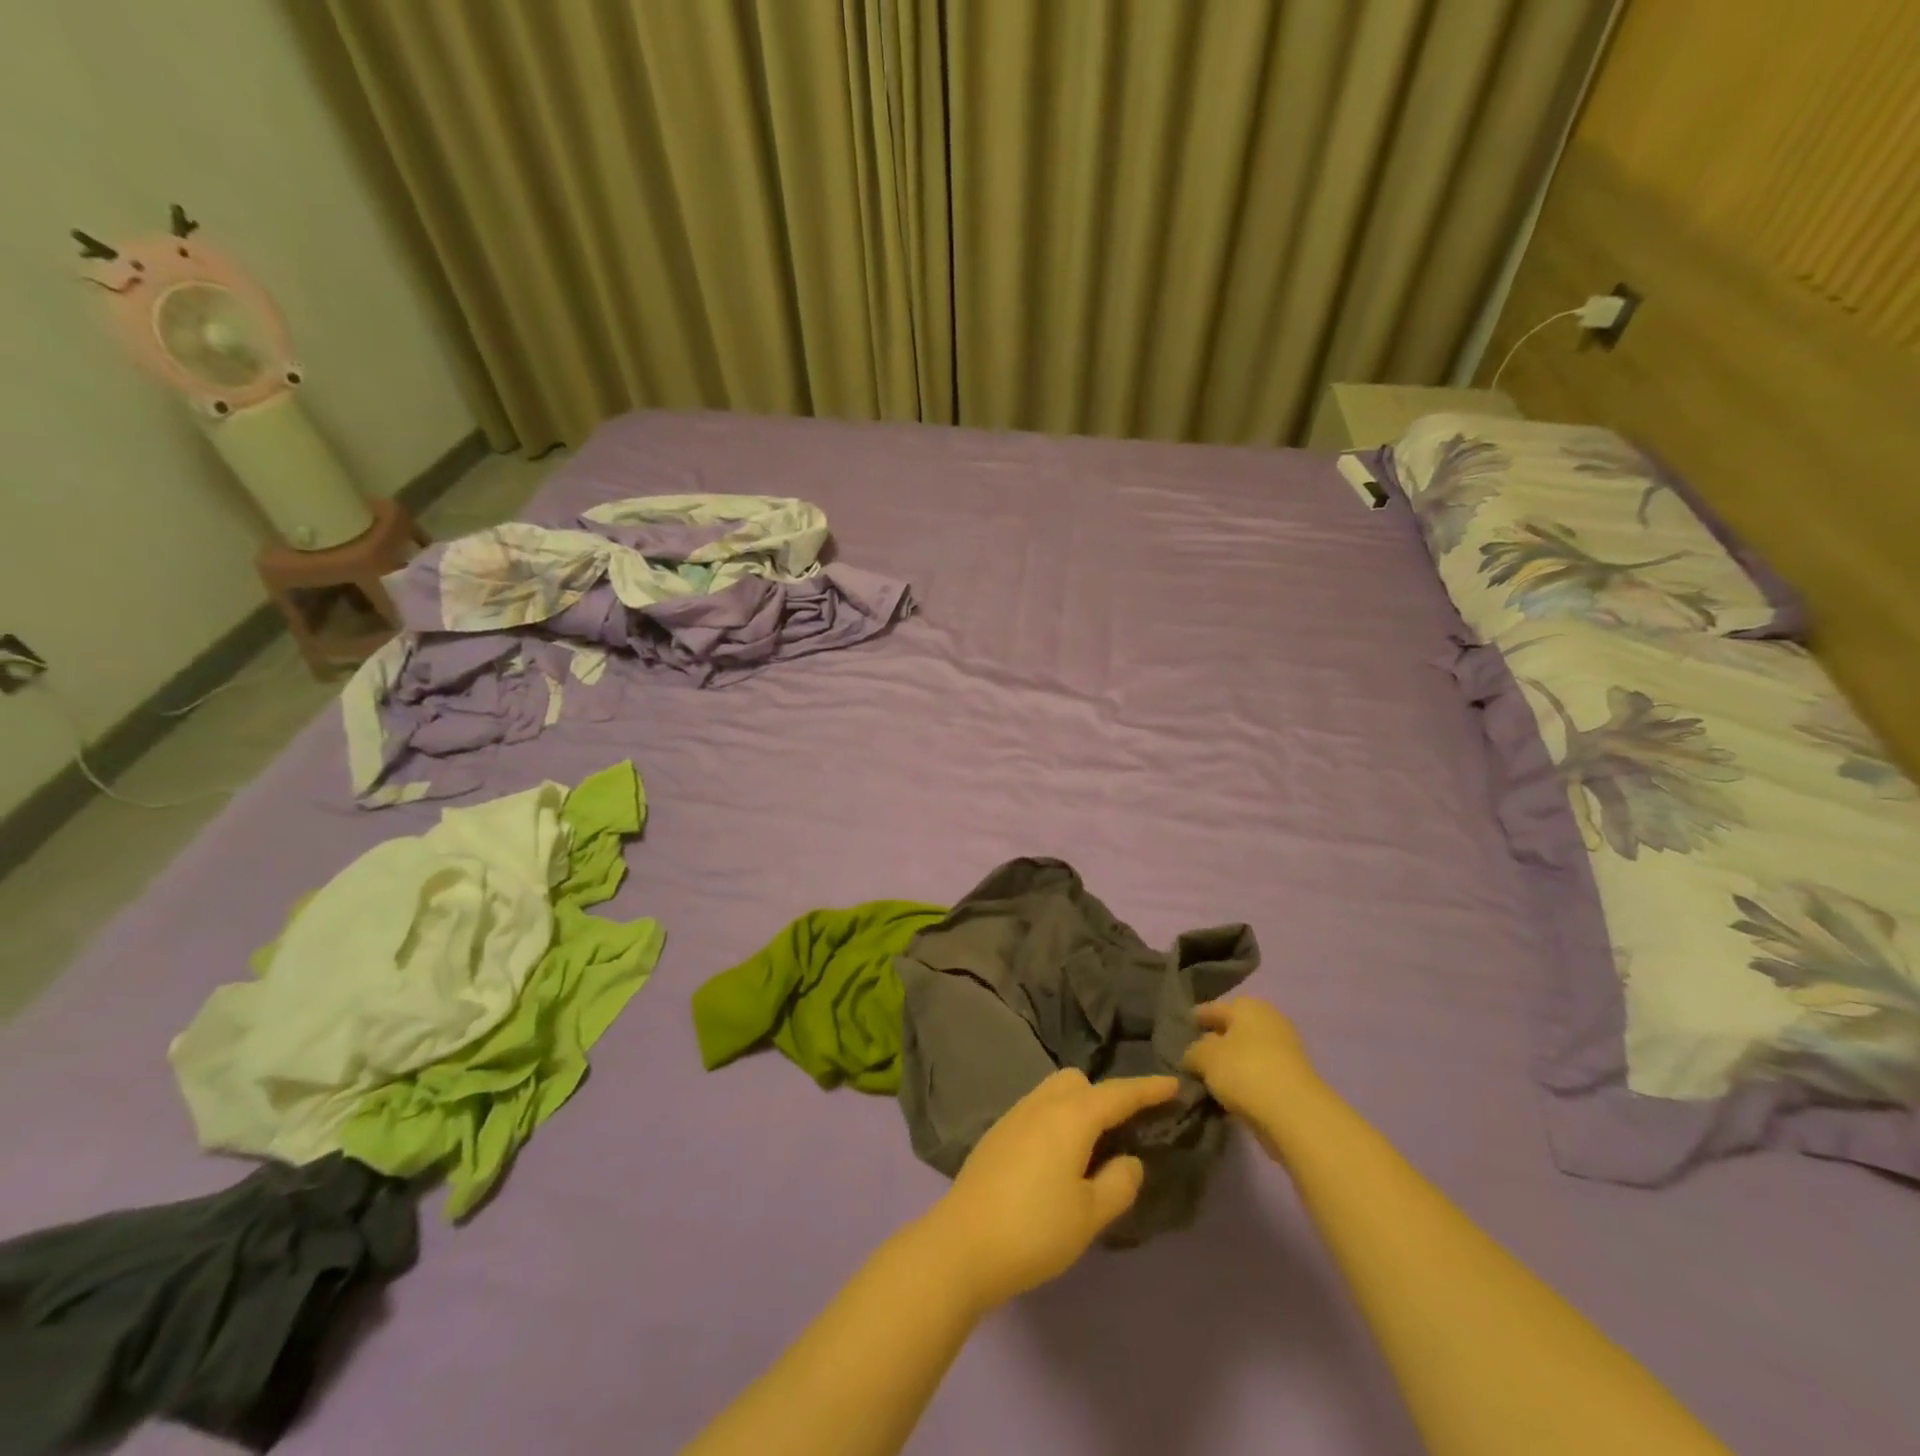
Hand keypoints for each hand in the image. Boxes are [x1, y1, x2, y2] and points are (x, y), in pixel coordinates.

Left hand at [920, 1069, 1178, 1311]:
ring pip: (1054, 1092)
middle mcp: (1042, 1104)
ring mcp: (1014, 1115)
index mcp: (1071, 1117)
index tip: (1174, 1084)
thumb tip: (1130, 1160)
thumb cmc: (1035, 1229)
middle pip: (1080, 1082)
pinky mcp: (997, 1133)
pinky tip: (1056, 1158)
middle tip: (1122, 1132)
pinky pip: (1036, 1109)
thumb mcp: (1089, 1214)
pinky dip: (1055, 1120)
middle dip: (1105, 1097)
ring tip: (1091, 1147)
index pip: (1118, 1094)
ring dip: (1078, 1107)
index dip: (1147, 1089)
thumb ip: (1119, 1183)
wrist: (963, 1243)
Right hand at [1182, 997, 1325, 1145]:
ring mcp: (1284, 1050)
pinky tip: (1228, 1096)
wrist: (1295, 1114)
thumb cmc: (1244, 1071)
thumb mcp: (1205, 1057)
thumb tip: (1193, 1056)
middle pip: (1231, 1030)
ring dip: (1229, 1065)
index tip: (1178, 1032)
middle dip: (1213, 1043)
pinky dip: (1244, 1082)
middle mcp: (1268, 1020)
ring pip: (1246, 1054)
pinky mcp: (1291, 1079)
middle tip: (1191, 1059)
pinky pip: (1258, 1075)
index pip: (1211, 1008)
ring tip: (1207, 1081)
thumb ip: (1192, 1052)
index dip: (1194, 1019)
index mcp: (1247, 1006)